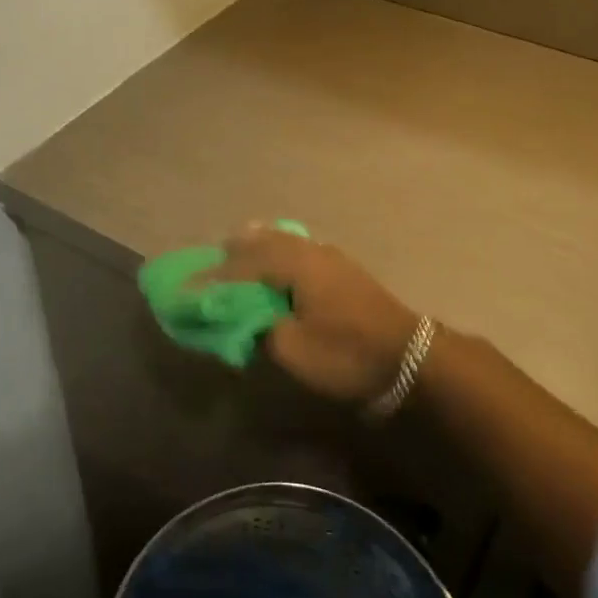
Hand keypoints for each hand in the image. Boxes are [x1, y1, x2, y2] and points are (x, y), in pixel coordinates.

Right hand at [214, 225, 420, 405]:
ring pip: (282, 240)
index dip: (212, 278)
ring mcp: (330, 256)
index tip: (187, 288)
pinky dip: (277, 253)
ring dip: (256, 249)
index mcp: (294, 264)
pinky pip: (298, 249)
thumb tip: (245, 318)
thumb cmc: (347, 353)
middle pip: (261, 240)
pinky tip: (275, 266)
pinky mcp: (343, 269)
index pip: (241, 263)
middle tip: (209, 268)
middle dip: (232, 253)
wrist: (411, 357)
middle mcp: (310, 250)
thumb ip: (259, 329)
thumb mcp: (293, 350)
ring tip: (236, 259)